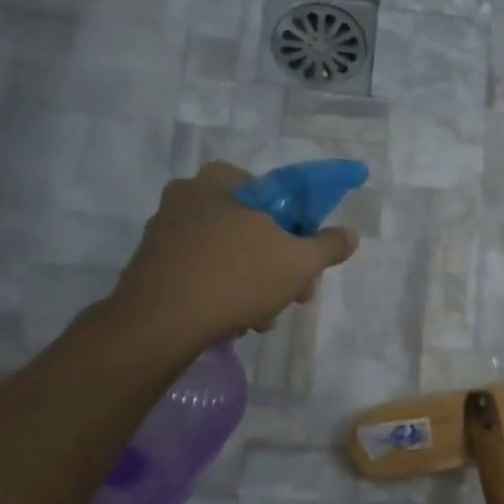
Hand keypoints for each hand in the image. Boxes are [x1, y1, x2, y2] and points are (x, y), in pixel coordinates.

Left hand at [108, 161, 358, 352]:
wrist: (160, 322)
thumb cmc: (236, 277)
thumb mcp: (298, 261)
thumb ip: (328, 245)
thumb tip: (350, 234)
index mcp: (221, 181)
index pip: (274, 192)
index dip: (299, 228)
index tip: (307, 259)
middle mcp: (189, 197)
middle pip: (253, 228)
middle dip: (279, 266)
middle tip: (295, 295)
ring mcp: (166, 231)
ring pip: (230, 255)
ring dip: (255, 285)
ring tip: (263, 318)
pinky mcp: (153, 264)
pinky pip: (203, 272)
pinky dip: (223, 293)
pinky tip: (234, 321)